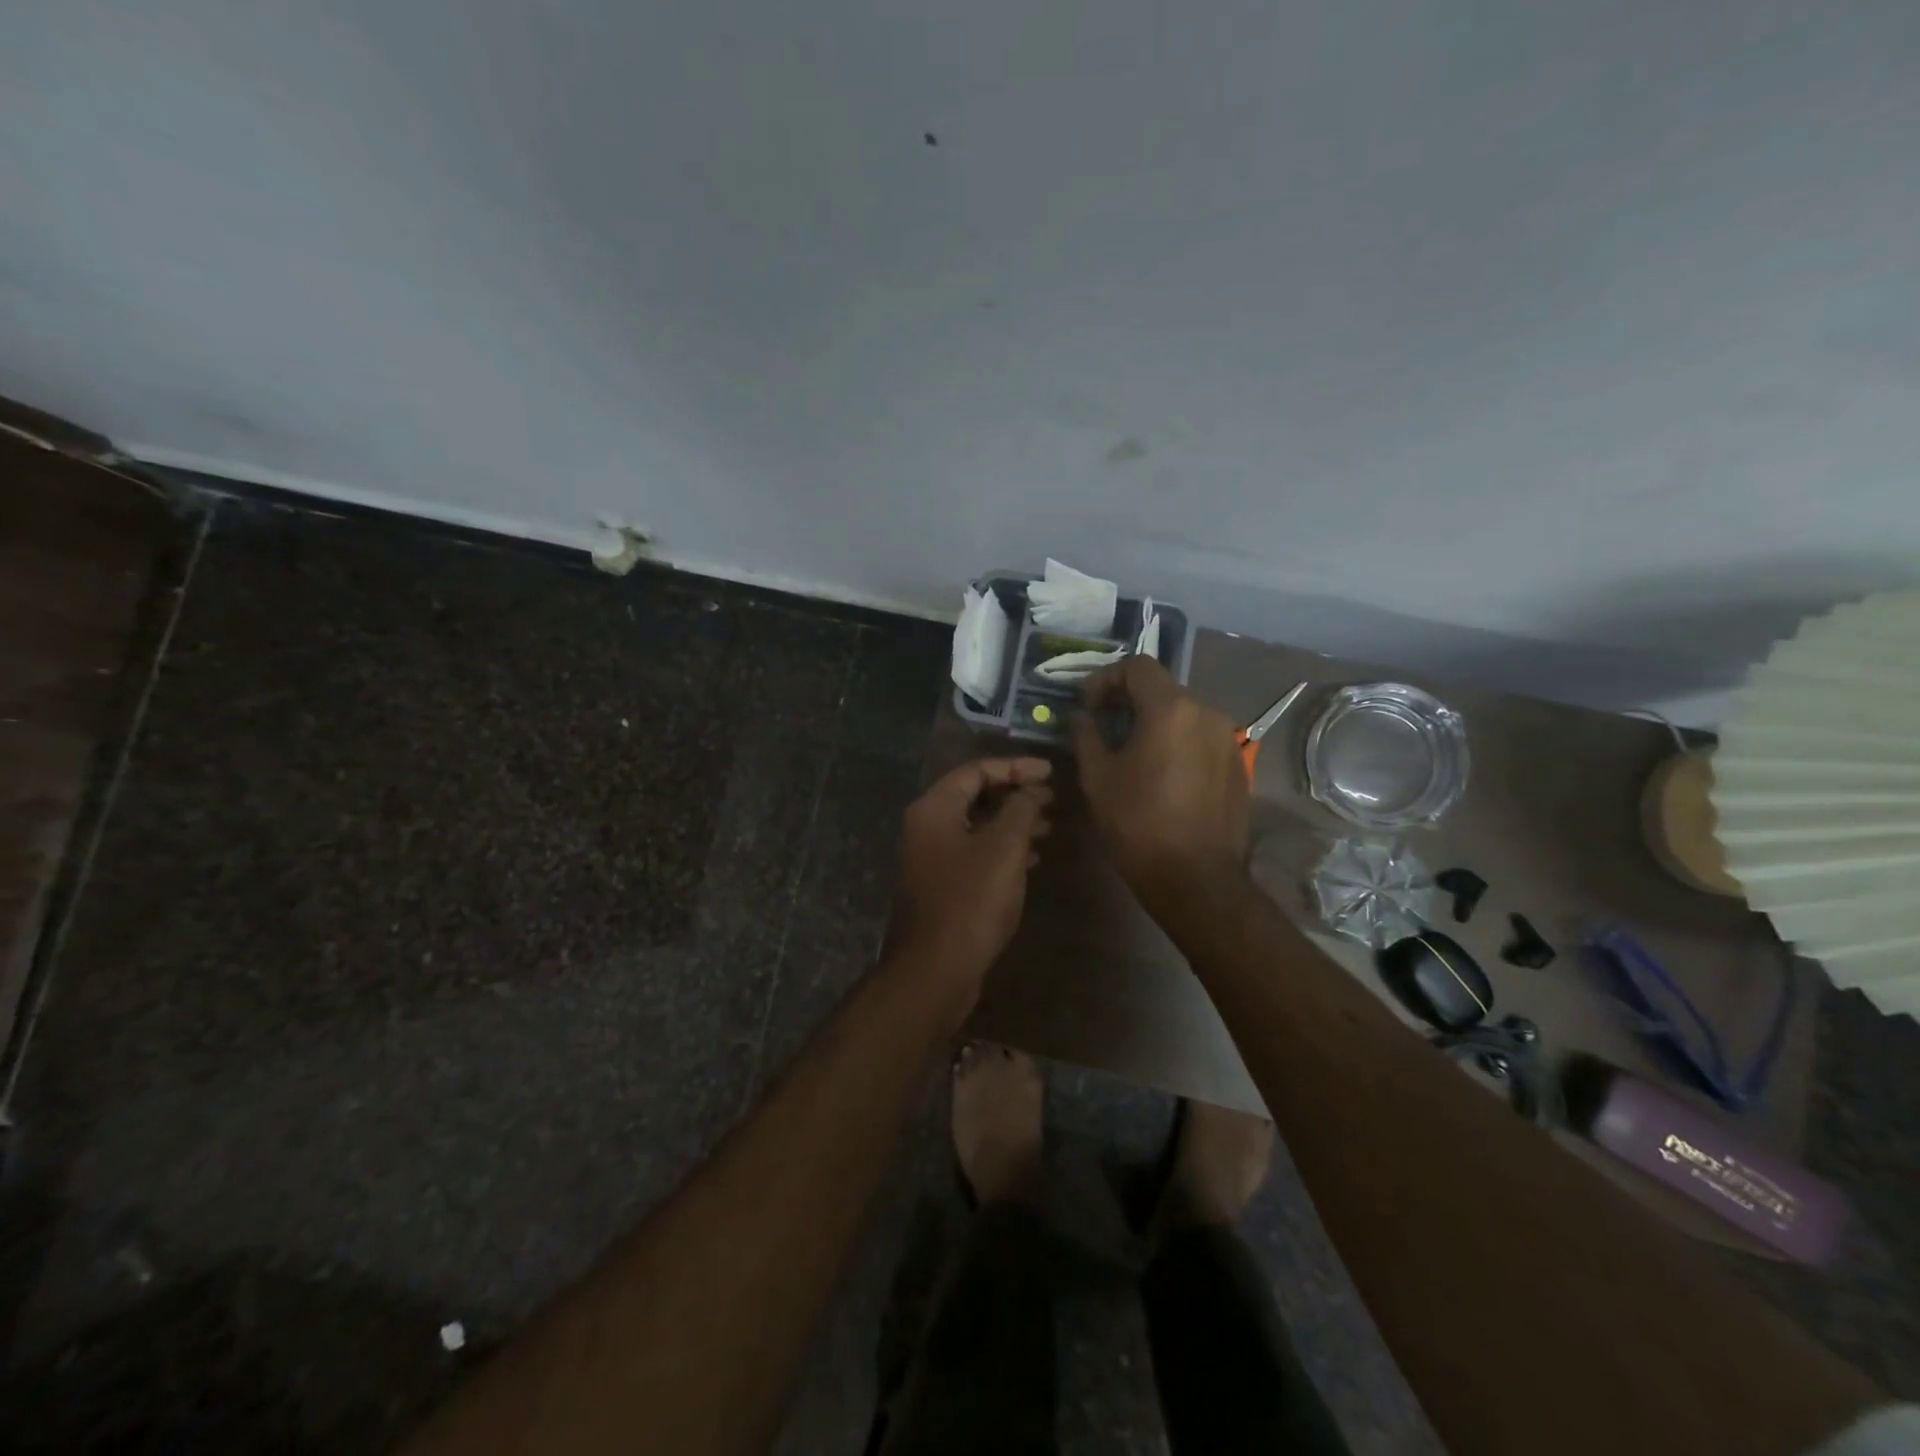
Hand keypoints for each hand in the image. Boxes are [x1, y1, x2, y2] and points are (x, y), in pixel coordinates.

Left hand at [889, 757, 1053, 1006]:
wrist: (936, 969)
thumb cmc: (971, 901)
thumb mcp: (1004, 848)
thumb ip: (1020, 809)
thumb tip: (1031, 789)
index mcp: (934, 809)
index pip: (976, 771)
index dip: (1015, 767)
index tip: (1050, 773)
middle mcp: (926, 827)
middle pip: (974, 796)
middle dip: (1014, 794)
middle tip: (1051, 799)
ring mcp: (930, 857)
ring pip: (976, 826)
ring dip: (1012, 823)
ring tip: (1048, 827)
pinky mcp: (941, 884)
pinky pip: (974, 852)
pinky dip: (1002, 849)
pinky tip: (1031, 859)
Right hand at [1073, 657, 1247, 907]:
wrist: (1196, 878)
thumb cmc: (1138, 824)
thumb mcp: (1098, 778)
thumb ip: (1086, 736)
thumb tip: (1081, 716)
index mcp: (1171, 709)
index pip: (1137, 667)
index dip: (1106, 678)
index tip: (1088, 705)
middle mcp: (1206, 712)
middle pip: (1162, 688)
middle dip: (1129, 699)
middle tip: (1103, 725)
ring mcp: (1227, 738)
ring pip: (1183, 712)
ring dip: (1154, 720)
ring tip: (1131, 750)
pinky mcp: (1237, 763)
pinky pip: (1200, 736)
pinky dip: (1177, 740)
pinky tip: (1161, 772)